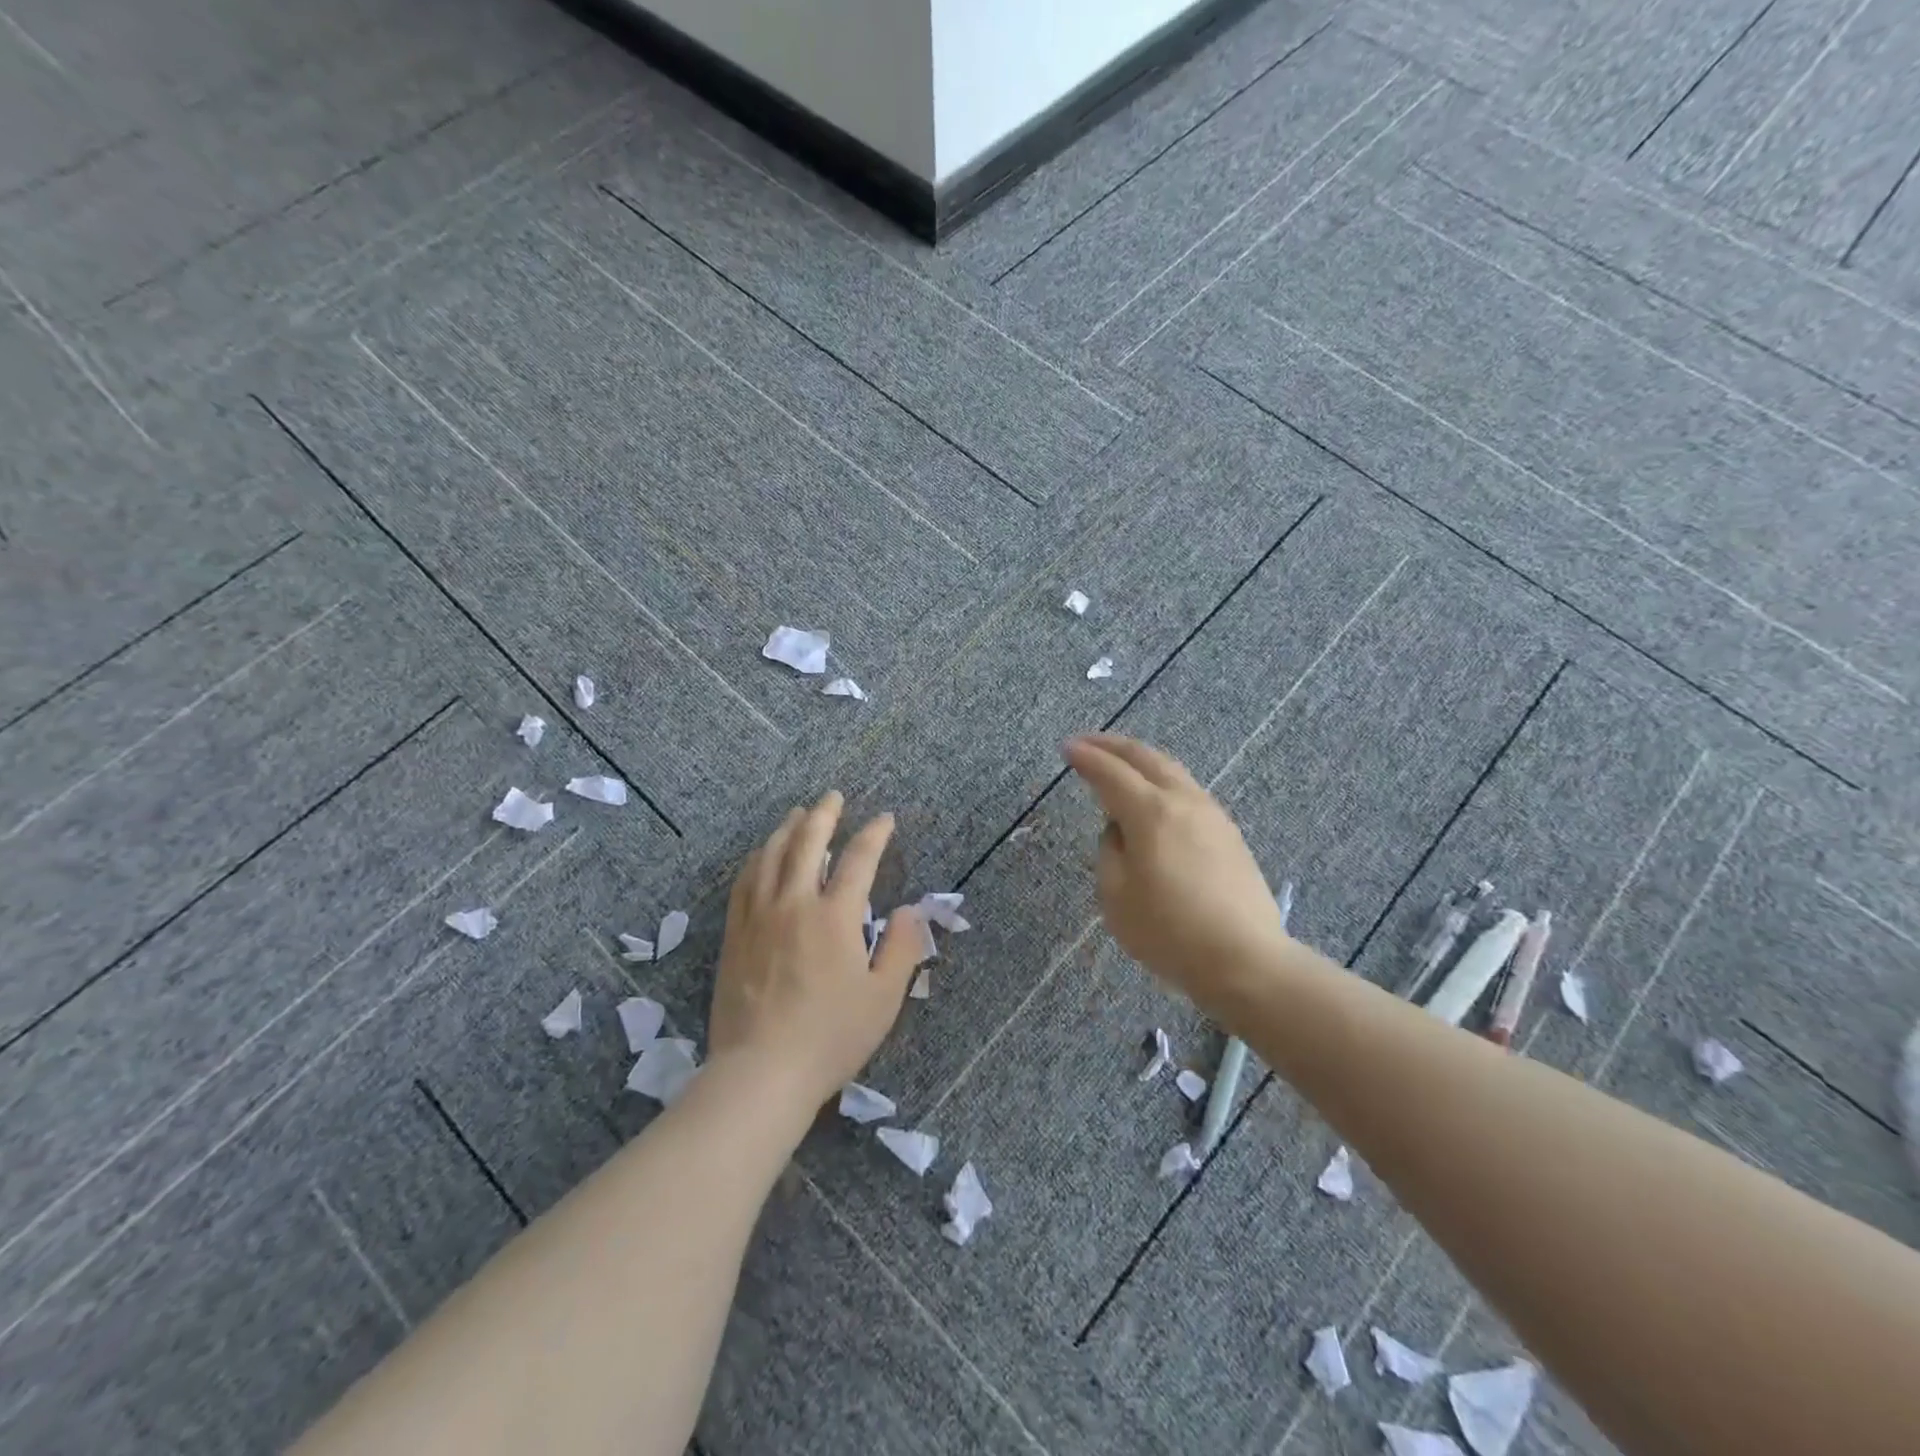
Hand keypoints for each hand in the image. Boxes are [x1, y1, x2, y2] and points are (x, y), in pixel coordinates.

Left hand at [708, 791, 923, 1108]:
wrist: (761, 1072)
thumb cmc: (830, 1037)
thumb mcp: (883, 998)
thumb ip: (902, 947)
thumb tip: (910, 909)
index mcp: (835, 917)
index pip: (858, 860)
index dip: (874, 834)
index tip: (885, 819)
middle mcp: (794, 904)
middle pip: (807, 843)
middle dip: (824, 815)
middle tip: (833, 796)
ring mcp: (759, 916)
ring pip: (771, 856)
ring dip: (787, 829)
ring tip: (798, 814)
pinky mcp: (735, 934)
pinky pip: (744, 881)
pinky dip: (757, 858)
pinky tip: (761, 854)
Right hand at [1063, 734, 1287, 1011]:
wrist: (1245, 960)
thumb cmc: (1169, 932)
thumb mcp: (1116, 896)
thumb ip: (1110, 851)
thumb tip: (1120, 830)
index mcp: (1150, 812)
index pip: (1110, 772)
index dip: (1085, 758)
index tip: (1066, 748)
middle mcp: (1183, 801)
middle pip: (1145, 758)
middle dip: (1112, 745)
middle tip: (1087, 743)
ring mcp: (1212, 814)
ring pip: (1172, 770)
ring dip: (1141, 759)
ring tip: (1120, 763)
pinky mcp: (1229, 833)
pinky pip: (1187, 790)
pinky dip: (1162, 780)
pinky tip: (1156, 795)